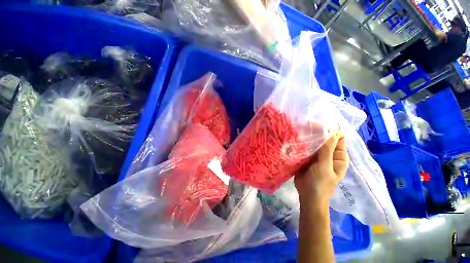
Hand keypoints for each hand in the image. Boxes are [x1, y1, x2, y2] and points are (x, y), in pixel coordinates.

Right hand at [295, 131, 348, 207]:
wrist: (308, 196)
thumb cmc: (320, 184)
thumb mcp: (325, 167)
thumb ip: (328, 150)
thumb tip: (332, 132)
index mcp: (338, 156)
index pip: (338, 138)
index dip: (330, 130)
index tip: (316, 126)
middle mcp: (329, 154)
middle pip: (325, 138)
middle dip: (317, 132)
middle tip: (304, 126)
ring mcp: (317, 156)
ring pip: (315, 142)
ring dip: (308, 136)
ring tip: (299, 130)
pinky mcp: (307, 158)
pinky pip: (306, 147)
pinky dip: (302, 143)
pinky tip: (295, 139)